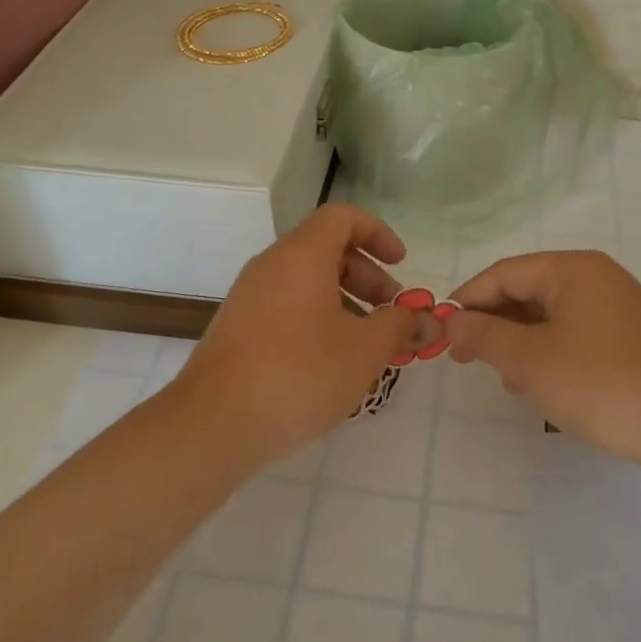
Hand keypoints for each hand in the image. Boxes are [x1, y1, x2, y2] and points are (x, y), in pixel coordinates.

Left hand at [179, 204, 417, 463]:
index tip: (402, 265)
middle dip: (369, 277)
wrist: (214, 424)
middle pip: (327, 250)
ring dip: (346, 303)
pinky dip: (319, 320)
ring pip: (308, 283)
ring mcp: (250, 297)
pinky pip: (288, 307)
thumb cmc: (299, 373)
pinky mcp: (239, 329)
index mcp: (302, 255)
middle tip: (393, 314)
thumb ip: (400, 326)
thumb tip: (427, 319)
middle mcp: (272, 266)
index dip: (379, 233)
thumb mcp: (364, 350)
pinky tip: (333, 364)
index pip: (343, 217)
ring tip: (369, 346)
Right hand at [447, 250, 640, 465]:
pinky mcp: (626, 335)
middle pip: (527, 289)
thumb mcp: (530, 360)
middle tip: (465, 357)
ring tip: (501, 375)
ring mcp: (615, 305)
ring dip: (517, 339)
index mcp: (573, 268)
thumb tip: (449, 322)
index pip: (504, 273)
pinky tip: (535, 381)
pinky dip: (546, 349)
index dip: (468, 299)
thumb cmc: (600, 383)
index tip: (441, 331)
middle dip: (493, 321)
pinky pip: (572, 330)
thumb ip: (483, 335)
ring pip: (548, 313)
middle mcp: (596, 276)